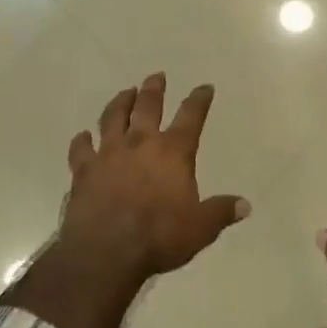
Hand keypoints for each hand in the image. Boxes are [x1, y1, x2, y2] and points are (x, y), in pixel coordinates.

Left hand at [61, 73, 249, 281]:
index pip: (191, 116)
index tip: (204, 87)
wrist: (106, 251)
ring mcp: (108, 154)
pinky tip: (83, 136)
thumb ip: (221, 212)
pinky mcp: (83, 170)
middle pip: (148, 106)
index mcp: (173, 152)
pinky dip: (82, 140)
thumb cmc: (159, 236)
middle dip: (154, 88)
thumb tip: (245, 205)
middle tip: (156, 76)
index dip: (199, 100)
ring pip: (113, 117)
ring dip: (120, 102)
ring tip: (125, 93)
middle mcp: (140, 143)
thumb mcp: (200, 228)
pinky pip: (81, 148)